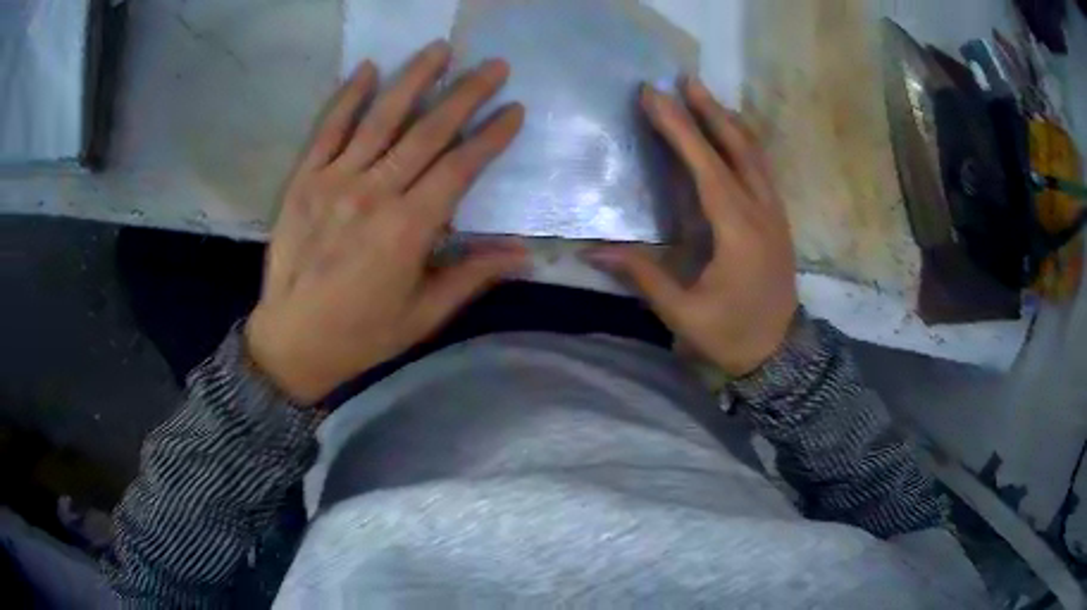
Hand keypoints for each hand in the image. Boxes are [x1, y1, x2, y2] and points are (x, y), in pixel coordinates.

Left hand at [246, 41, 526, 404]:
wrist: (292, 341)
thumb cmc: (362, 334)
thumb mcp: (424, 315)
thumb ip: (472, 276)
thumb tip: (525, 254)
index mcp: (408, 229)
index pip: (460, 167)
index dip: (491, 136)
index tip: (515, 109)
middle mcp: (374, 193)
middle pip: (428, 131)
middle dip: (466, 94)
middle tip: (494, 65)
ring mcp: (335, 181)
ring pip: (381, 118)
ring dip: (414, 79)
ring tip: (439, 49)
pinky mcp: (304, 180)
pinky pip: (328, 129)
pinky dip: (348, 97)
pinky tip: (368, 69)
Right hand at [587, 78, 797, 376]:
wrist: (780, 355)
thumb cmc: (731, 336)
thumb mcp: (684, 313)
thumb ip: (642, 276)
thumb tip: (591, 252)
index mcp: (738, 231)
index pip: (705, 165)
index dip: (677, 128)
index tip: (653, 95)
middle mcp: (762, 211)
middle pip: (737, 147)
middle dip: (708, 110)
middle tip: (684, 79)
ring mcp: (775, 213)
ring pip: (755, 154)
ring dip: (728, 121)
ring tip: (704, 96)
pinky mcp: (778, 220)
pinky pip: (762, 169)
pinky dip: (744, 143)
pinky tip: (730, 134)